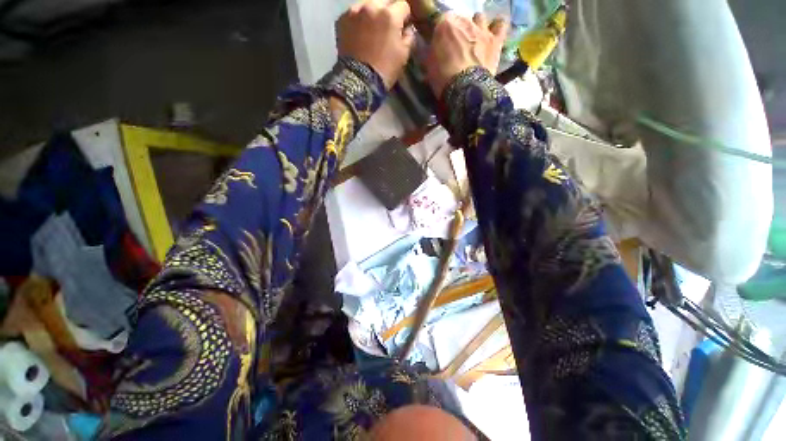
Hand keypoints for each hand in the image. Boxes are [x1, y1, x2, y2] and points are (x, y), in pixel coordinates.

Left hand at [337, 0, 415, 88]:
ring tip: (373, 28)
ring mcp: (354, 11)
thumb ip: (409, 36)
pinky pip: (354, 13)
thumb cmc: (385, 69)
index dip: (405, 16)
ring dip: (373, 13)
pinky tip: (360, 32)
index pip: (404, 5)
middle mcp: (372, 5)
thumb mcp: (403, 55)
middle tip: (388, 26)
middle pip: (385, 0)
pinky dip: (359, 19)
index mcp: (390, 14)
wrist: (359, 81)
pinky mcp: (342, 19)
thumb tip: (407, 29)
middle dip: (389, 10)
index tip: (404, 26)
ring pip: (368, 4)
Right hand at [426, 12, 507, 96]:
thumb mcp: (428, 65)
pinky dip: (497, 27)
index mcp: (445, 24)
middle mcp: (464, 20)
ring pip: (479, 18)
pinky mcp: (495, 40)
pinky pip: (501, 24)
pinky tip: (493, 34)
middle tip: (456, 47)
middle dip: (458, 31)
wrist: (465, 89)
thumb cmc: (443, 77)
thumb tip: (429, 47)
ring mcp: (482, 28)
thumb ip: (430, 50)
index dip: (440, 33)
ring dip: (476, 27)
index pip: (440, 21)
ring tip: (474, 40)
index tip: (439, 44)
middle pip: (460, 20)